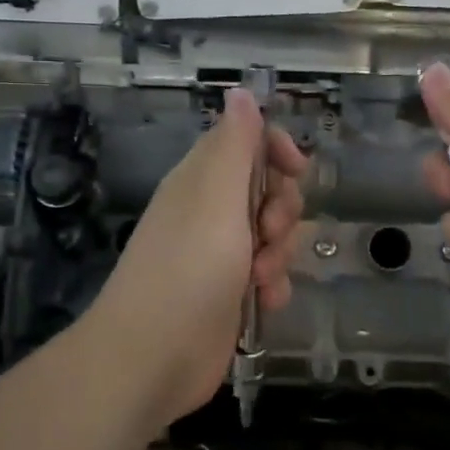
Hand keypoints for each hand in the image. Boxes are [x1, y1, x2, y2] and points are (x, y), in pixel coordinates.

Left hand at [87, 88, 307, 425]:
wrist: (153, 357)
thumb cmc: (189, 268)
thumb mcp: (217, 197)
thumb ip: (235, 145)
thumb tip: (240, 92)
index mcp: (202, 180)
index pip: (246, 141)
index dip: (277, 150)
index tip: (296, 170)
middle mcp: (210, 211)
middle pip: (267, 188)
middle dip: (282, 209)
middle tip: (268, 231)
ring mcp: (219, 254)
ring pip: (273, 235)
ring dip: (280, 252)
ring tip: (260, 276)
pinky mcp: (229, 293)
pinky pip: (268, 275)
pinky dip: (272, 286)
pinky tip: (265, 302)